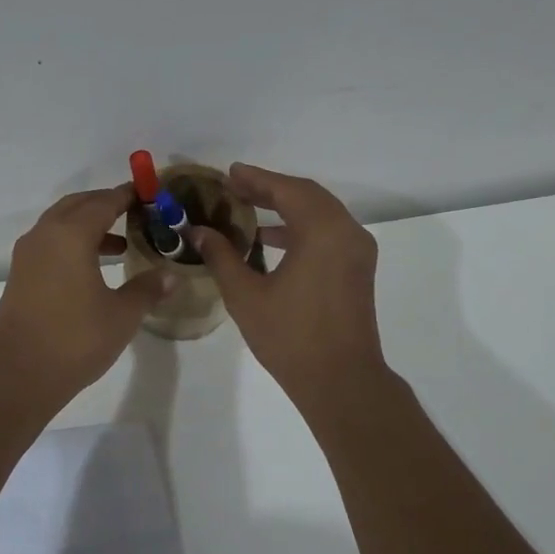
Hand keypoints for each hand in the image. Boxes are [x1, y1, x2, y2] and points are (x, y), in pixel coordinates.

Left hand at [0, 185, 172, 408]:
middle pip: (78, 205)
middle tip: (136, 212)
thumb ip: (147, 289)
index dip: (128, 195)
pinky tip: (94, 267)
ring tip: (122, 243)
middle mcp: (45, 235)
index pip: (104, 202)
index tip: (149, 192)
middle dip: (106, 203)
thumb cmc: (75, 339)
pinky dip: (74, 243)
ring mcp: (28, 255)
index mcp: (71, 235)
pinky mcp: (21, 275)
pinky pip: (51, 243)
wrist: (18, 374)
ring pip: (61, 224)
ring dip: (89, 225)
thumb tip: (170, 275)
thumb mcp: (122, 315)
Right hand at [190, 163, 387, 412]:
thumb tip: (197, 231)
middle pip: (307, 195)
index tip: (228, 173)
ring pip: (321, 213)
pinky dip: (302, 227)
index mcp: (323, 231)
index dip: (255, 178)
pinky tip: (272, 239)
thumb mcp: (246, 295)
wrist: (341, 380)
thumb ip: (221, 256)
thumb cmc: (290, 337)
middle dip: (271, 188)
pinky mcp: (357, 269)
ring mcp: (357, 251)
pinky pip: (328, 232)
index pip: (286, 189)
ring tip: (248, 209)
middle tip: (235, 187)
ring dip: (287, 206)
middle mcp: (347, 231)